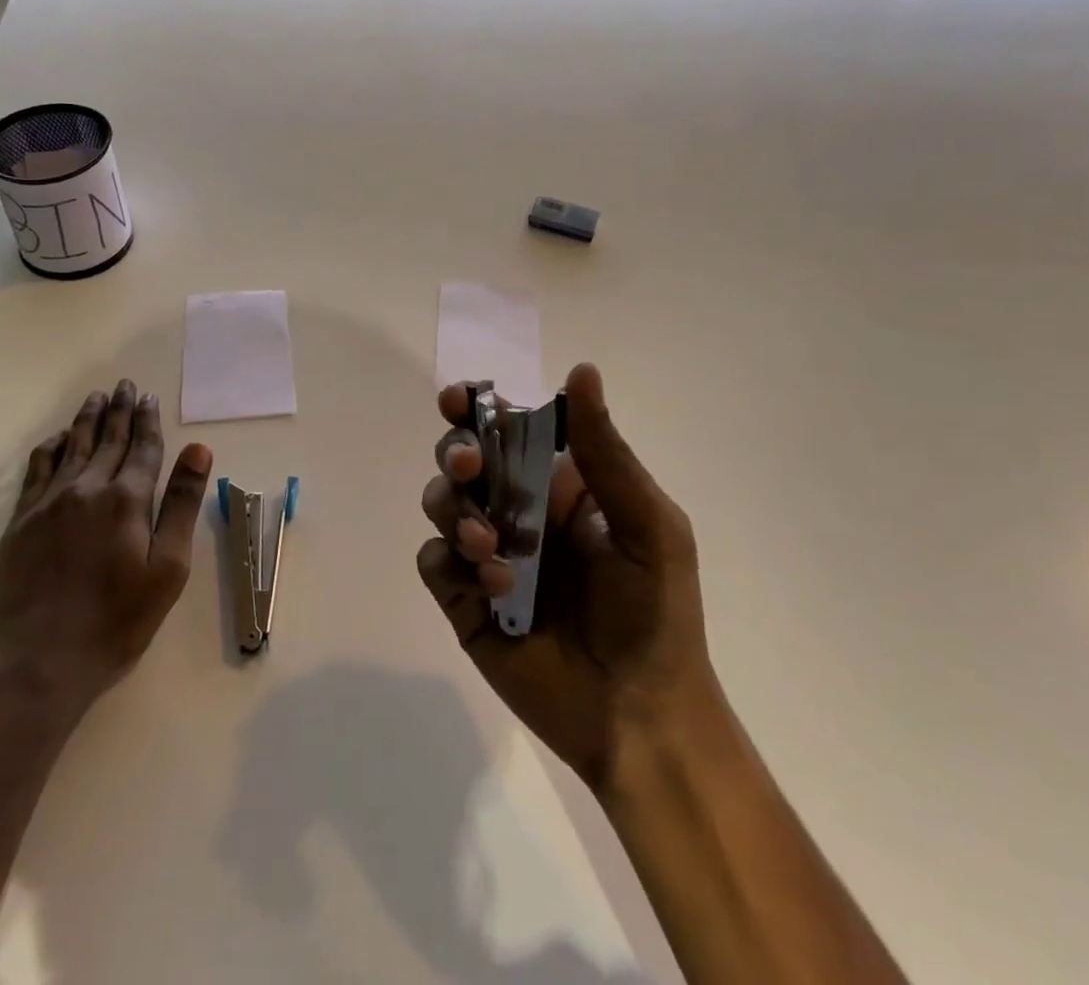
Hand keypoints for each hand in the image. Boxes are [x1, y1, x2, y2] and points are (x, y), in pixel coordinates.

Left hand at [0, 380, 211, 716]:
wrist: (36, 665)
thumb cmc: (115, 622)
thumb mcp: (166, 569)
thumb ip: (181, 504)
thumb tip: (199, 449)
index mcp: (126, 500)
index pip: (143, 448)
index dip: (147, 421)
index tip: (148, 397)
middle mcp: (86, 489)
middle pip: (107, 439)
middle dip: (118, 410)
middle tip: (124, 386)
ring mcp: (48, 503)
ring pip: (71, 447)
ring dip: (86, 420)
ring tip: (95, 398)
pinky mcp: (20, 521)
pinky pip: (37, 469)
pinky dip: (50, 447)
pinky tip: (56, 439)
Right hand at [416, 362, 710, 795]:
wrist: (640, 719)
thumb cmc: (655, 614)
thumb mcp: (647, 525)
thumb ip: (606, 452)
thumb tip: (581, 370)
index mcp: (557, 486)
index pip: (507, 429)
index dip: (476, 408)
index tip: (458, 399)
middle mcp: (516, 512)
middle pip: (462, 459)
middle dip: (457, 453)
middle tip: (470, 468)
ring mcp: (486, 556)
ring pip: (441, 504)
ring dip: (456, 512)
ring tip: (490, 547)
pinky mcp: (464, 601)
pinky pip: (433, 562)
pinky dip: (452, 564)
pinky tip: (494, 589)